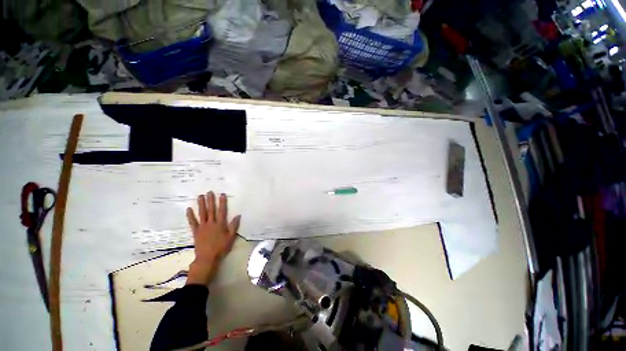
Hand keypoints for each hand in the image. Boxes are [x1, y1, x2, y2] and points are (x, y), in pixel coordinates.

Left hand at [185, 192, 240, 285]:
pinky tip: (188, 209)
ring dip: (201, 205)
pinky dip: (190, 216)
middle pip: (211, 210)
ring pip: (202, 214)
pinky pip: (192, 222)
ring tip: (200, 196)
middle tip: (209, 192)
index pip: (222, 211)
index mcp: (220, 224)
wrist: (207, 258)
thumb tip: (238, 215)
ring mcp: (202, 227)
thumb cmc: (221, 247)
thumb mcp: (231, 237)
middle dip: (210, 200)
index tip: (222, 194)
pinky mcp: (196, 231)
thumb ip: (234, 226)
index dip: (222, 202)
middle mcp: (211, 223)